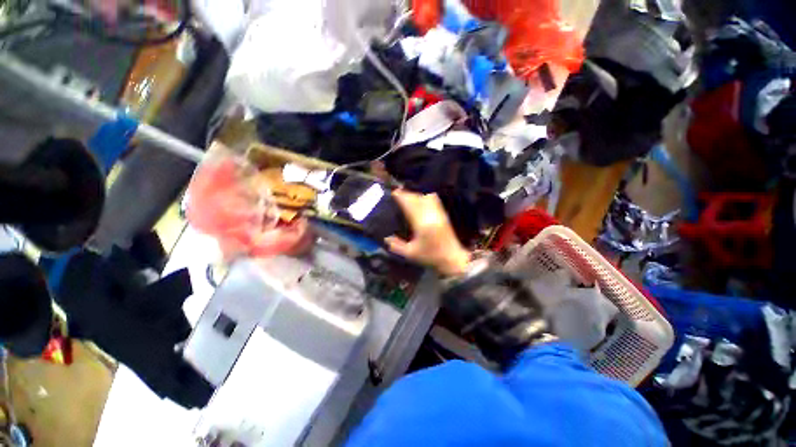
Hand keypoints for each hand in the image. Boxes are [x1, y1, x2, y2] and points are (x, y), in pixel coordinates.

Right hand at [385, 190, 471, 276]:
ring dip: (416, 194)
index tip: (394, 192)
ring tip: (408, 195)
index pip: (410, 205)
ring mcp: (438, 214)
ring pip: (426, 197)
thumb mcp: (410, 253)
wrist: (452, 258)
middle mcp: (430, 216)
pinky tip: (421, 198)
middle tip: (398, 192)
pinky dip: (425, 197)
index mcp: (421, 224)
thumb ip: (397, 245)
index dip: (402, 197)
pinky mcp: (443, 215)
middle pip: (418, 199)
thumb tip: (386, 238)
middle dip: (407, 194)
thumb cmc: (431, 256)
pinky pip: (434, 201)